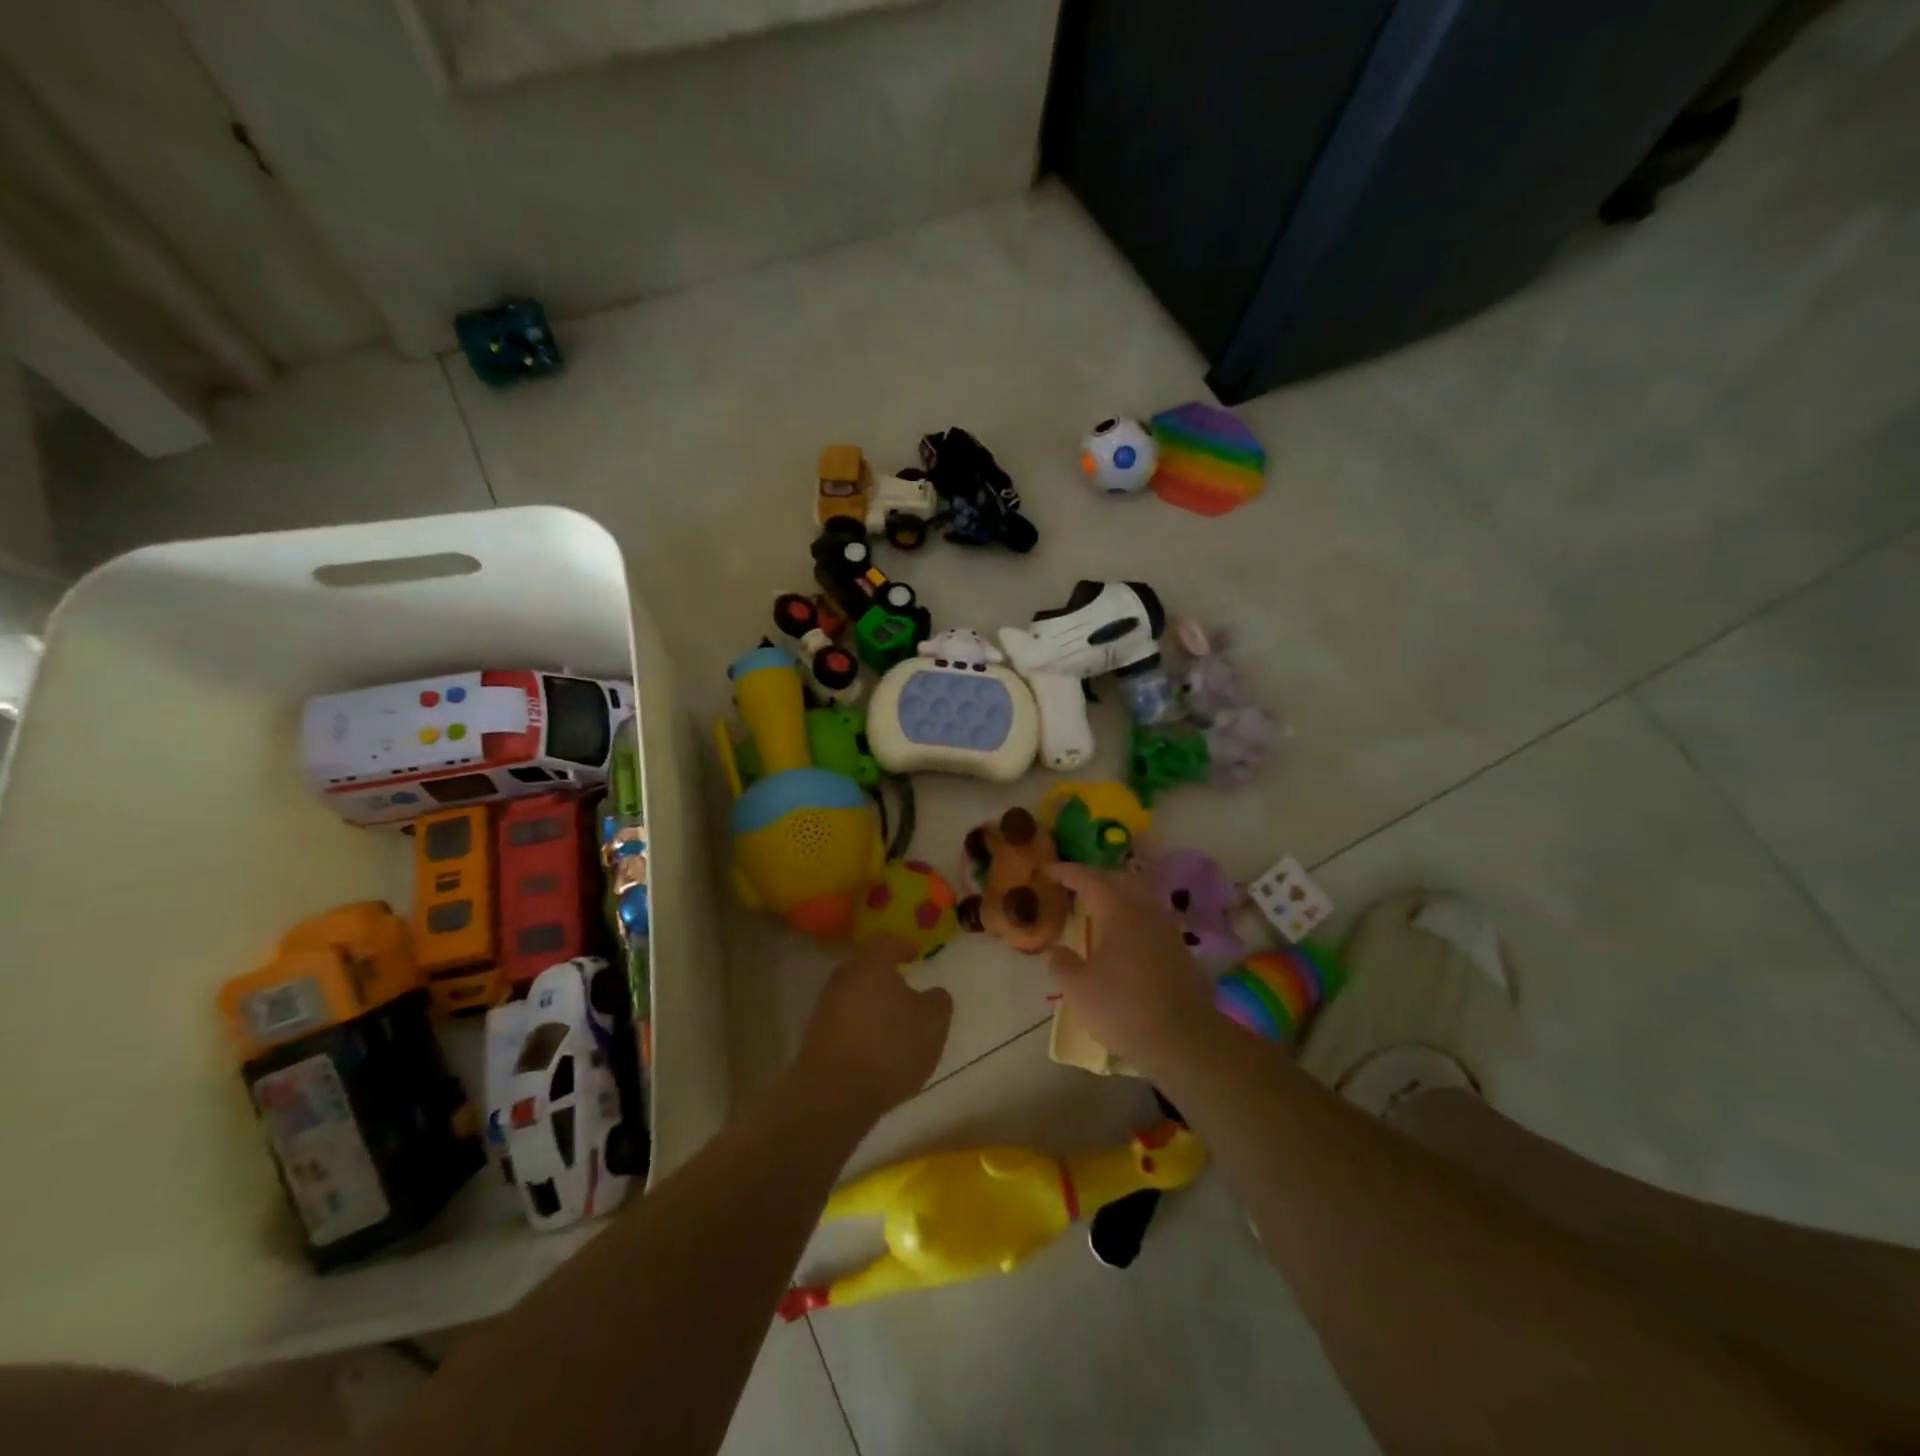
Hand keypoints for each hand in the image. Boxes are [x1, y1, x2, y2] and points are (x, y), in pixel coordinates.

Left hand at [795, 938, 952, 1119]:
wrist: (834, 1094)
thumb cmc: (890, 1047)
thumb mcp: (933, 1023)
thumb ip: (938, 1001)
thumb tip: (933, 993)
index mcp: (872, 964)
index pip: (888, 944)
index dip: (903, 947)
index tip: (915, 954)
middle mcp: (844, 978)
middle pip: (866, 967)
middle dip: (884, 975)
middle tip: (904, 986)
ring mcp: (825, 1007)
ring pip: (853, 994)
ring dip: (871, 1002)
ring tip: (892, 1020)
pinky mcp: (815, 1036)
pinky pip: (844, 1020)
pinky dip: (859, 1025)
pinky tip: (873, 1044)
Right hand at [1045, 863, 1219, 1075]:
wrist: (1185, 1041)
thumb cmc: (1124, 1008)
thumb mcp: (1078, 989)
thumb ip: (1062, 964)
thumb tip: (1057, 951)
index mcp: (1119, 910)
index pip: (1089, 878)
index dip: (1065, 872)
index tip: (1045, 871)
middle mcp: (1146, 910)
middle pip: (1118, 880)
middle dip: (1093, 878)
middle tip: (1071, 886)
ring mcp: (1167, 929)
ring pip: (1138, 898)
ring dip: (1115, 897)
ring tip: (1094, 910)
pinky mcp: (1179, 950)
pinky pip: (1149, 919)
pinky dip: (1129, 917)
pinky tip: (1120, 937)